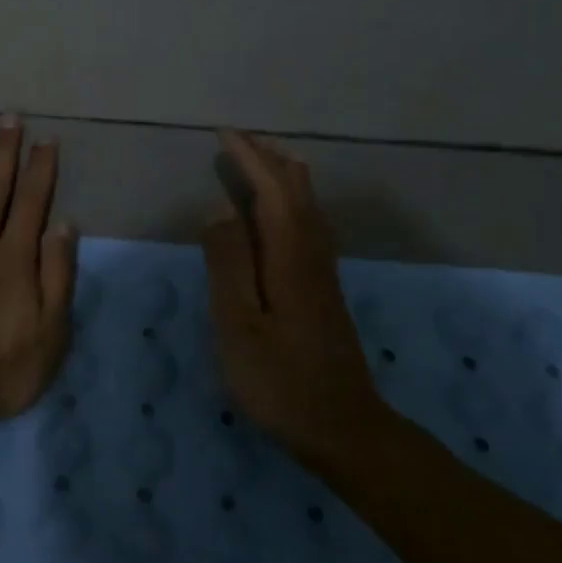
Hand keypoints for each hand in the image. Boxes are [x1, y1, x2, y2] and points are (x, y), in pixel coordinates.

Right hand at [202, 130, 384, 456]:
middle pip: (298, 191)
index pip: (272, 190)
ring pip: (308, 207)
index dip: (250, 159)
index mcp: (289, 257)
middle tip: (240, 140)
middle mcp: (312, 255)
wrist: (342, 428)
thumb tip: (219, 209)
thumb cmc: (279, 380)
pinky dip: (291, 202)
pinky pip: (308, 226)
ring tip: (261, 161)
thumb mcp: (238, 324)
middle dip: (270, 159)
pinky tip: (282, 214)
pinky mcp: (323, 291)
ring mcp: (322, 273)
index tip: (224, 134)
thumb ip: (228, 263)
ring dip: (284, 177)